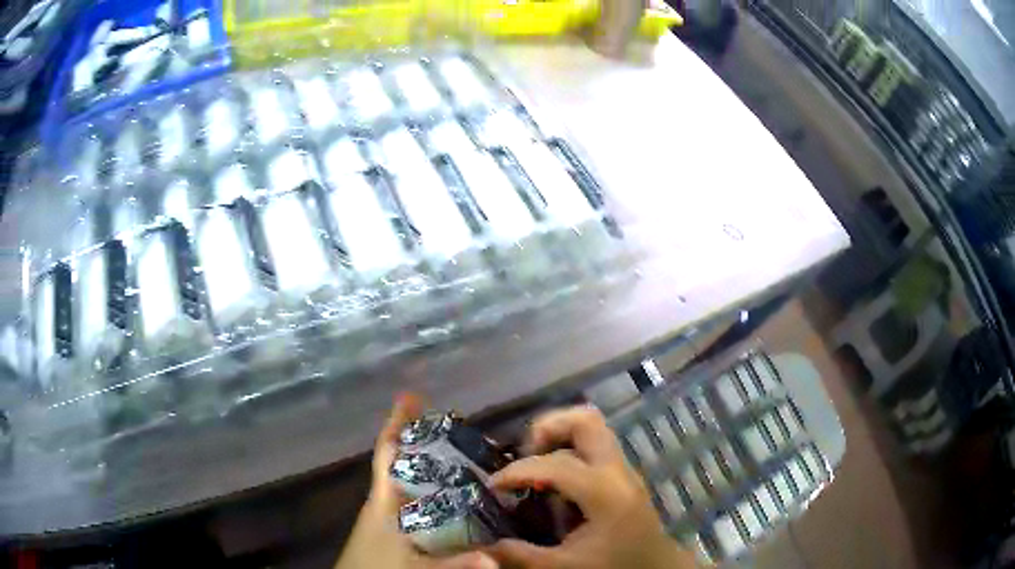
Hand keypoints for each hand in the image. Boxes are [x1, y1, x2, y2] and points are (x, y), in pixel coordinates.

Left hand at [334, 393, 497, 568]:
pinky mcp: (392, 530)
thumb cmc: (376, 568)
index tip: (411, 395)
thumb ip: (454, 564)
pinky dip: (432, 493)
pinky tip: (454, 501)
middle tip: (459, 430)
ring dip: (431, 467)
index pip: (388, 451)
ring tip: (465, 459)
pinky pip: (415, 501)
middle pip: (403, 462)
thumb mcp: (416, 567)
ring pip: (410, 482)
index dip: (397, 422)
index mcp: (383, 498)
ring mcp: (387, 515)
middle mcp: (385, 500)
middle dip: (426, 442)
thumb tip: (495, 560)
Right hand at [486, 406, 694, 568]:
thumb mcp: (564, 566)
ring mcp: (623, 468)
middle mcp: (616, 470)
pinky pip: (595, 445)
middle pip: (586, 421)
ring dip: (560, 435)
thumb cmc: (614, 566)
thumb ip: (522, 555)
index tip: (494, 486)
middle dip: (548, 428)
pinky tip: (555, 480)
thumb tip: (485, 547)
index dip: (517, 471)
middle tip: (524, 454)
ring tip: (536, 462)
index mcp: (603, 492)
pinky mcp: (623, 474)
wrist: (655, 566)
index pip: (555, 464)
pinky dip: (570, 448)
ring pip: (593, 427)